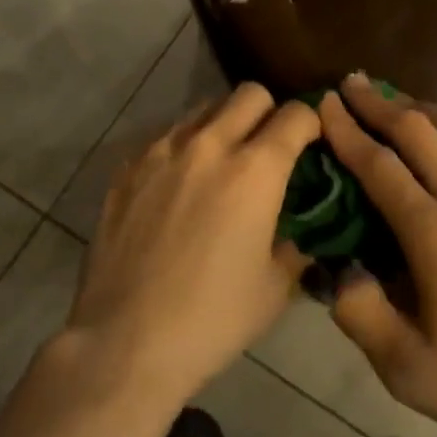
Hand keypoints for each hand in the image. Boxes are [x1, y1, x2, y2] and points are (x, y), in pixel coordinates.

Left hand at [66, 84, 318, 403]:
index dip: (312, 124)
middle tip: (268, 149)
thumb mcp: (275, 287)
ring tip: (222, 163)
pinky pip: (166, 135)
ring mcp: (162, 151)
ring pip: (205, 107)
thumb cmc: (212, 319)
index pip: (296, 115)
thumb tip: (301, 228)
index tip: (312, 145)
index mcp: (255, 170)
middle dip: (269, 113)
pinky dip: (184, 146)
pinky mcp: (127, 167)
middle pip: (250, 93)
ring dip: (225, 124)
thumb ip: (296, 243)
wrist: (125, 342)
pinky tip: (179, 185)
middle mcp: (210, 145)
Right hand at [320, 75, 436, 436]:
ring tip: (396, 100)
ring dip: (421, 109)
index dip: (347, 131)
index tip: (325, 103)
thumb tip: (336, 268)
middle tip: (352, 83)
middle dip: (379, 104)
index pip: (379, 167)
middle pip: (419, 133)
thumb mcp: (408, 370)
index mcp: (435, 234)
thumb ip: (360, 314)